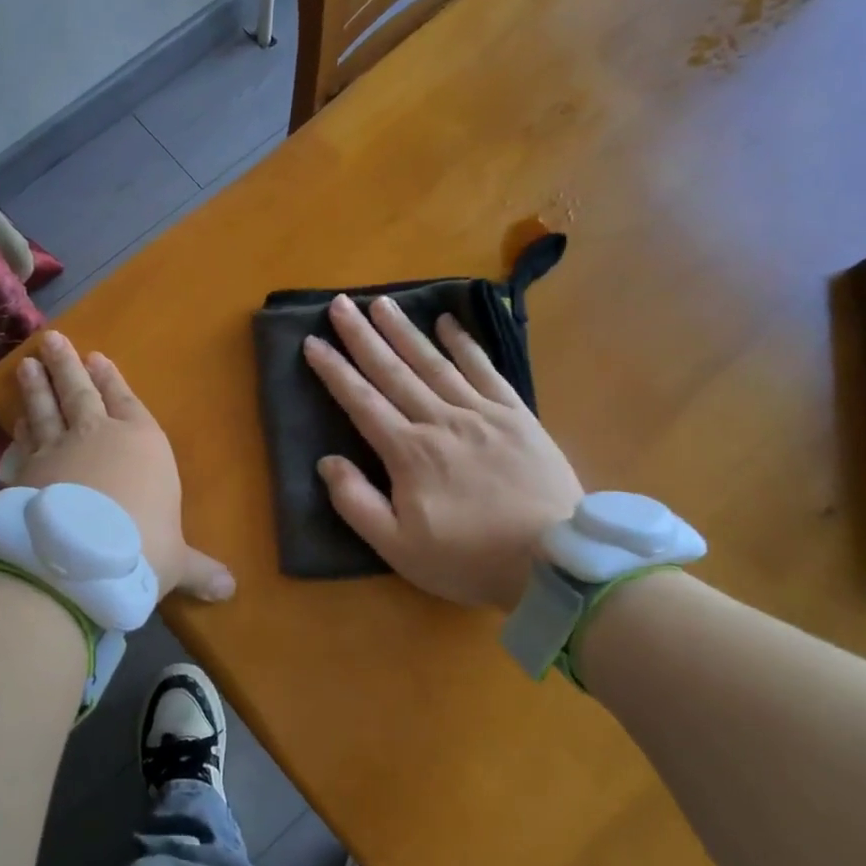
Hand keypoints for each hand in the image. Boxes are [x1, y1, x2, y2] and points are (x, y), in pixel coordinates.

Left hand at [14, 331, 233, 601]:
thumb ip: (200, 570)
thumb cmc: (141, 548)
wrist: (79, 561)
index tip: (98, 357)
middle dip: (68, 365)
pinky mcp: (24, 473)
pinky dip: (19, 431)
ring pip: (46, 409)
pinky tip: (15, 422)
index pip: (126, 401)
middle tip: (53, 339)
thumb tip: (231, 591)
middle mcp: (97, 436)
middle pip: (80, 392)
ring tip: (28, 364)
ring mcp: (56, 450)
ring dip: (37, 387)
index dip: (113, 380)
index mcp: (141, 443)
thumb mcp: (176, 563)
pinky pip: (23, 443)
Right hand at [303, 295, 583, 610]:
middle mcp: (440, 421)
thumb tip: (326, 461)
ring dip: (404, 331)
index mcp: (408, 453)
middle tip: (341, 304)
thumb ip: (356, 503)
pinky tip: (448, 323)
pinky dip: (465, 344)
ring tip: (381, 303)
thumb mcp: (398, 548)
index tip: (312, 341)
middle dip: (362, 336)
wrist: (553, 562)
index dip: (334, 371)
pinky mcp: (517, 415)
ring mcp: (481, 413)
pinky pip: (485, 370)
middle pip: (393, 371)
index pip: (361, 401)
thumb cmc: (468, 559)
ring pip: (434, 363)